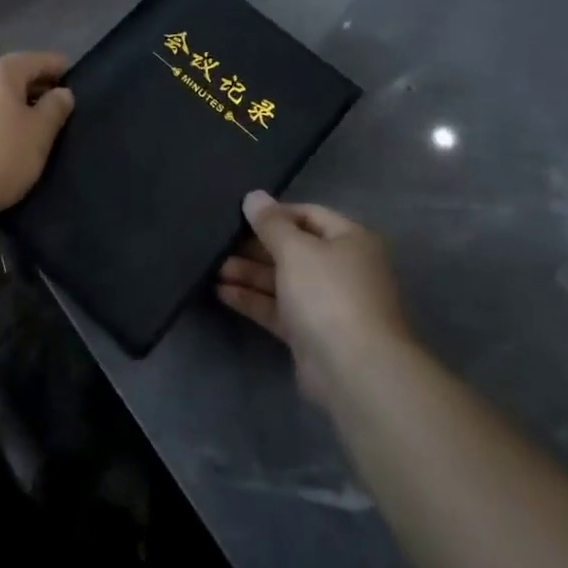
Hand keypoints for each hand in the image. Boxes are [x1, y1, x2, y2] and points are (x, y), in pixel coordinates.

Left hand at [0, 52, 74, 219]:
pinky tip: (3, 138)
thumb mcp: (39, 134)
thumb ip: (54, 109)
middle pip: (12, 75)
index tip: (74, 77)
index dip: (57, 67)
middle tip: (58, 104)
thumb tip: (62, 92)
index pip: (35, 60)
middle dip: (36, 86)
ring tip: (33, 124)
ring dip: (14, 104)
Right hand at [217, 191, 411, 402]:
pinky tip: (222, 292)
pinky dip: (253, 299)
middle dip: (256, 246)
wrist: (354, 370)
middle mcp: (342, 269)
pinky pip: (278, 309)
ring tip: (213, 267)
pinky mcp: (310, 334)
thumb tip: (254, 196)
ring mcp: (327, 304)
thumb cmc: (328, 294)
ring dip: (249, 273)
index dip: (275, 213)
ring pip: (282, 280)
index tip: (240, 214)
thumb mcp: (296, 249)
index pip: (309, 215)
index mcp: (350, 241)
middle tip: (220, 242)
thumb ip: (271, 223)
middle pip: (294, 249)